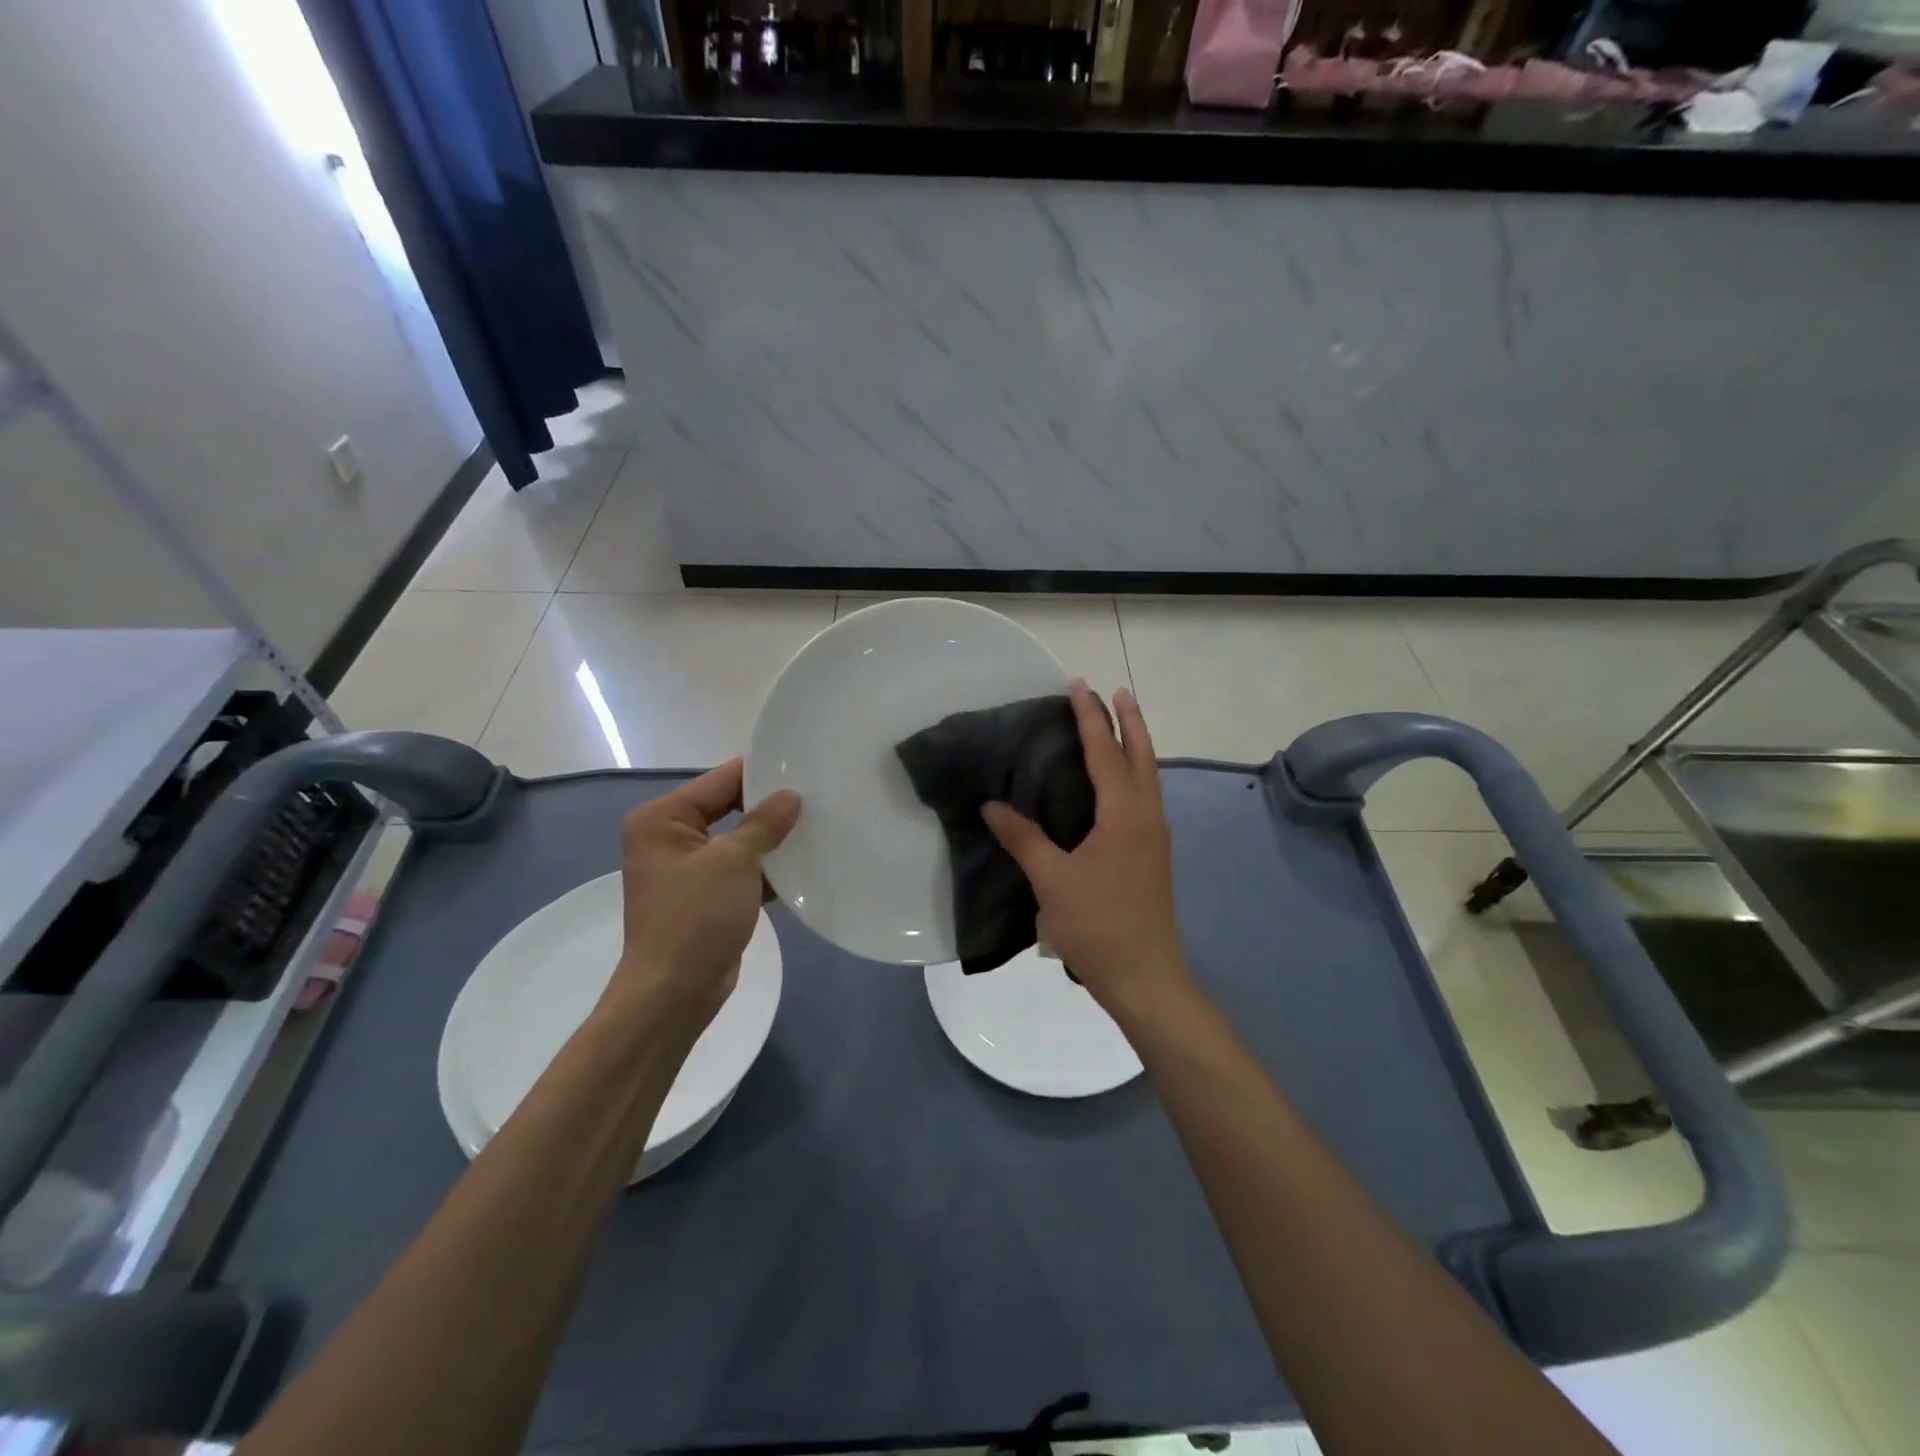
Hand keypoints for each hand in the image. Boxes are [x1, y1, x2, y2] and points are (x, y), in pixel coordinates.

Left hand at [605, 759, 800, 1041]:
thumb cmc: (695, 918)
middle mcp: (670, 837)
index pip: (720, 781)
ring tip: (819, 823)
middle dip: (770, 805)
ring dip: (773, 838)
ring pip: (739, 839)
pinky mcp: (707, 895)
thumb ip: (764, 823)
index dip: (762, 774)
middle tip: (818, 795)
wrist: (674, 993)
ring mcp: (689, 868)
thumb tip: (791, 796)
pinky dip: (768, 867)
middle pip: (730, 807)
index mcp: (663, 818)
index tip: (804, 767)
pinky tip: (806, 862)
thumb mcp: (733, 862)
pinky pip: (742, 868)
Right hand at [982, 682, 1187, 1013]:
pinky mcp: (1153, 855)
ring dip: (1135, 745)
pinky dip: (1132, 774)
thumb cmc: (1098, 926)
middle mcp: (1148, 817)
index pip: (1106, 754)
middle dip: (1129, 721)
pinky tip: (1114, 784)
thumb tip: (991, 806)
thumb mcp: (1053, 881)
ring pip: (1148, 777)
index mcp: (1125, 816)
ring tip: (1118, 725)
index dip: (1091, 719)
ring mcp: (1155, 837)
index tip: (1079, 686)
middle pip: (1142, 756)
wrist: (1145, 978)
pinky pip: (1144, 797)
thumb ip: (1024, 839)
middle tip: (1114, 692)